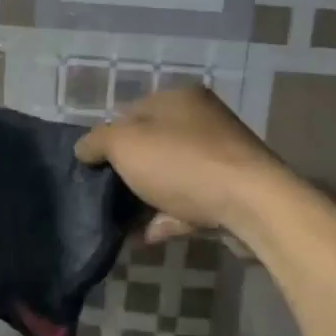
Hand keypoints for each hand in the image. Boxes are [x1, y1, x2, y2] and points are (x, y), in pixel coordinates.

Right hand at [74, 85, 283, 242]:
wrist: (251, 204)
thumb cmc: (182, 163)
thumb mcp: (124, 144)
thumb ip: (97, 142)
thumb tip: (83, 150)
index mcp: (178, 99)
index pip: (130, 112)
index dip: (106, 140)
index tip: (91, 169)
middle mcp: (202, 121)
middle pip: (151, 147)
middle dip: (126, 173)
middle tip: (104, 197)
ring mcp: (220, 157)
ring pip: (169, 178)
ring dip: (145, 200)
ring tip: (120, 224)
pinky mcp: (231, 191)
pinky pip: (188, 203)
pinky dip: (167, 218)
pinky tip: (147, 237)